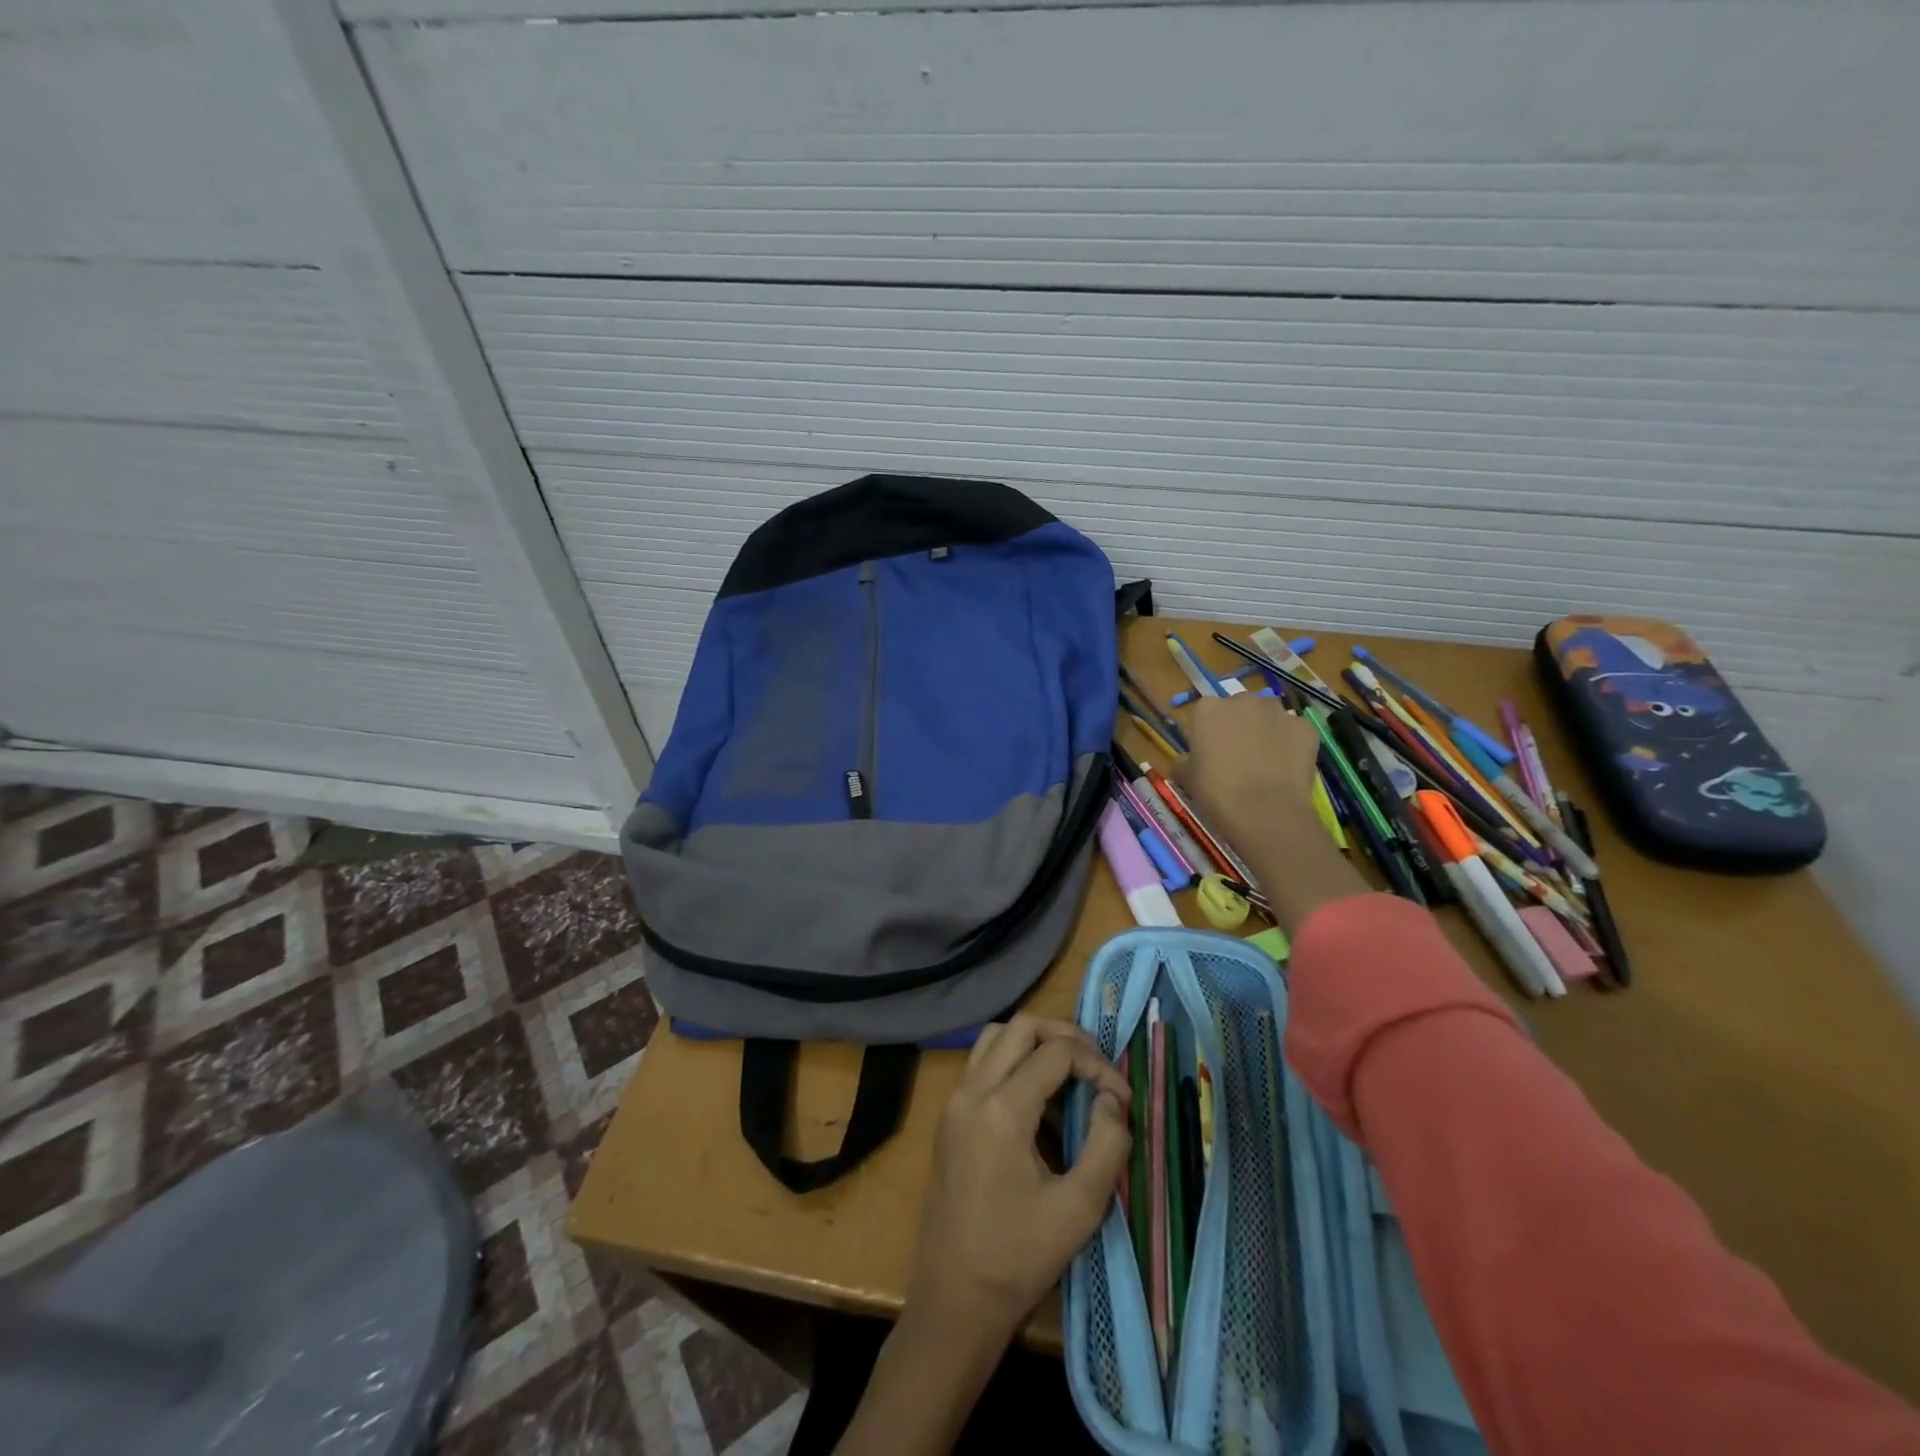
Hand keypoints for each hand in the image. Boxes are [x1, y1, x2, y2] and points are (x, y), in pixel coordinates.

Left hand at [906, 1015, 1131, 1341]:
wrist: (953, 1299)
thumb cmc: (1018, 1258)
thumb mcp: (1080, 1209)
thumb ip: (1107, 1144)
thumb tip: (1112, 1098)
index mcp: (1001, 1109)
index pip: (1056, 1052)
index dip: (1098, 1065)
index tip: (1123, 1099)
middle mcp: (971, 1090)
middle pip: (1021, 1026)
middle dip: (1066, 1037)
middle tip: (1098, 1068)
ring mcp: (954, 1100)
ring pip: (996, 1037)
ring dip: (1035, 1045)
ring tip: (1070, 1078)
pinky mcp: (949, 1116)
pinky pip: (982, 1064)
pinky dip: (1013, 1063)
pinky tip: (1039, 1104)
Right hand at [1176, 695, 1322, 845]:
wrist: (1264, 812)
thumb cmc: (1216, 792)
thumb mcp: (1187, 778)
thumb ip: (1184, 762)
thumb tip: (1186, 761)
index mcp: (1208, 709)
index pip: (1205, 712)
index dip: (1208, 732)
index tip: (1209, 752)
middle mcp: (1242, 701)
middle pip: (1239, 708)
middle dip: (1239, 725)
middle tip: (1238, 755)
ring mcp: (1278, 712)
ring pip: (1270, 716)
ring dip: (1266, 730)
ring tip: (1266, 761)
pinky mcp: (1305, 728)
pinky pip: (1296, 731)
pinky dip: (1292, 744)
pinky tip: (1287, 767)